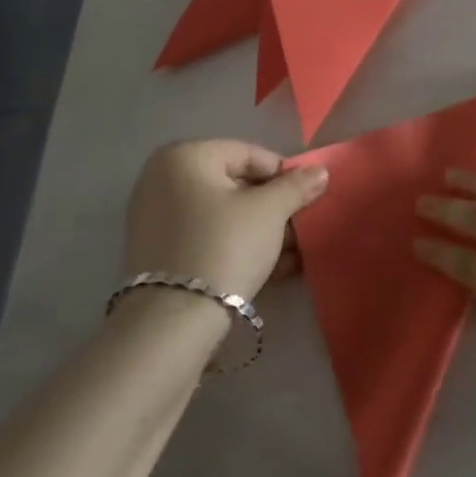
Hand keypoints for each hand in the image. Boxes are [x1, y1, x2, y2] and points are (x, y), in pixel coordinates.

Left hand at [122, 141, 328, 300]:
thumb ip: (297, 186)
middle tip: (300, 229)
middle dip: (273, 207)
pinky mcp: (156, 254)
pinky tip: (269, 268)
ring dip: (260, 230)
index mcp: (185, 156)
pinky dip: (236, 246)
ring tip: (292, 254)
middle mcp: (162, 179)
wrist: (172, 323)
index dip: (284, 174)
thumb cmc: (224, 246)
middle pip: (234, 184)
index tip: (307, 199)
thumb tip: (321, 171)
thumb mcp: (269, 212)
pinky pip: (206, 237)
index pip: (248, 153)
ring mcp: (155, 218)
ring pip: (222, 214)